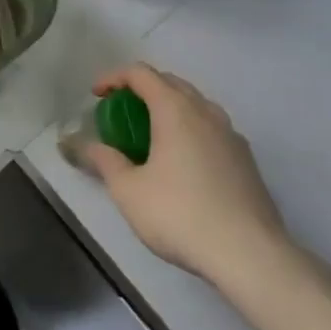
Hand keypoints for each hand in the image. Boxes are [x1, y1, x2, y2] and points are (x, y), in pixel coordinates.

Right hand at [73, 64, 297, 290]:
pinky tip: (183, 162)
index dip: (113, 78)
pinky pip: (212, 128)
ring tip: (151, 134)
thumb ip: (103, 160)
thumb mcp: (129, 190)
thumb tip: (78, 144)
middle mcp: (205, 111)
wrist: (251, 256)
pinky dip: (190, 129)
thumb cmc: (181, 215)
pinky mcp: (247, 160)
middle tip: (121, 112)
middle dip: (141, 89)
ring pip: (195, 104)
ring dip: (169, 107)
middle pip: (170, 82)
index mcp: (175, 109)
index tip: (96, 95)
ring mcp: (231, 134)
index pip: (140, 73)